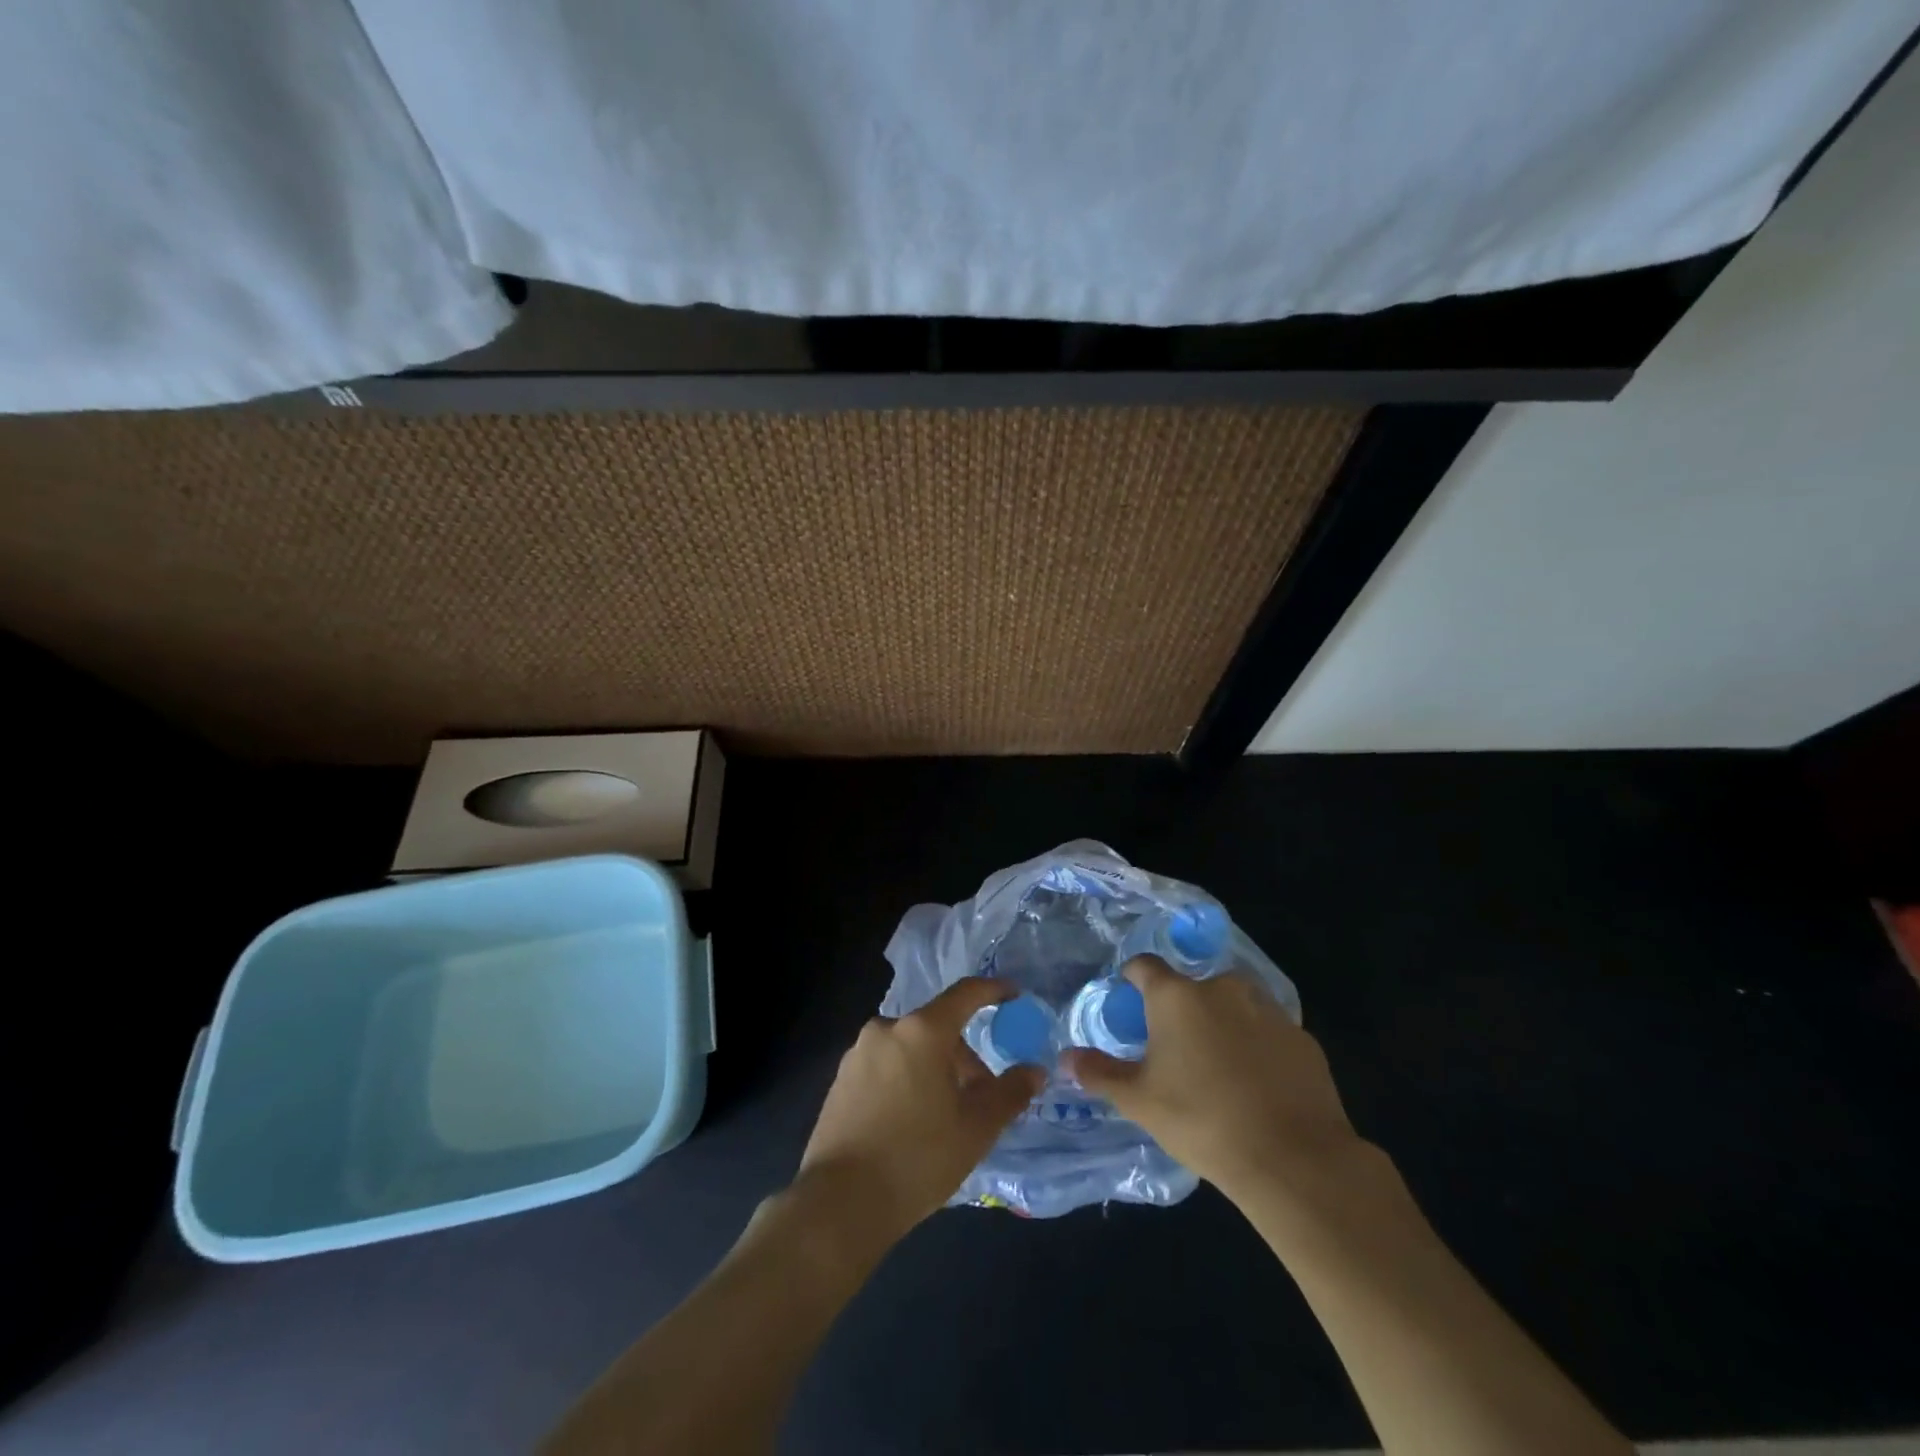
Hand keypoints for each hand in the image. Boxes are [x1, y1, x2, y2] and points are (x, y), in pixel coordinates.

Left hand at [795, 978, 1043, 1244]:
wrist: (840, 1203)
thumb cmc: (918, 1159)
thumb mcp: (976, 1129)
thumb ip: (1010, 1093)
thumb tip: (1034, 1071)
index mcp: (922, 1031)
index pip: (965, 994)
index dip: (993, 991)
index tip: (1014, 996)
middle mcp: (887, 1029)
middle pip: (937, 1028)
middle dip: (964, 1057)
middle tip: (981, 1097)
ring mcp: (858, 1053)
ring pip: (910, 1048)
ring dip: (935, 1070)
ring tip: (946, 1117)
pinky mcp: (840, 1079)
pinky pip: (886, 1066)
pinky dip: (907, 1080)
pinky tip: (911, 1124)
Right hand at [1062, 955, 1365, 1202]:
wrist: (1293, 1159)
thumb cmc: (1202, 1120)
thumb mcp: (1140, 1101)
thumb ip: (1100, 1074)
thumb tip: (1066, 1059)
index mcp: (1176, 996)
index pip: (1145, 965)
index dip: (1133, 977)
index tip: (1128, 997)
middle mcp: (1222, 988)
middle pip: (1192, 986)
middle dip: (1182, 1008)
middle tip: (1176, 1048)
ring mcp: (1268, 1010)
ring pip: (1234, 1005)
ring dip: (1222, 1023)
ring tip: (1218, 1066)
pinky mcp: (1303, 1038)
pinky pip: (1269, 1032)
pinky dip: (1258, 1047)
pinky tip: (1257, 1084)